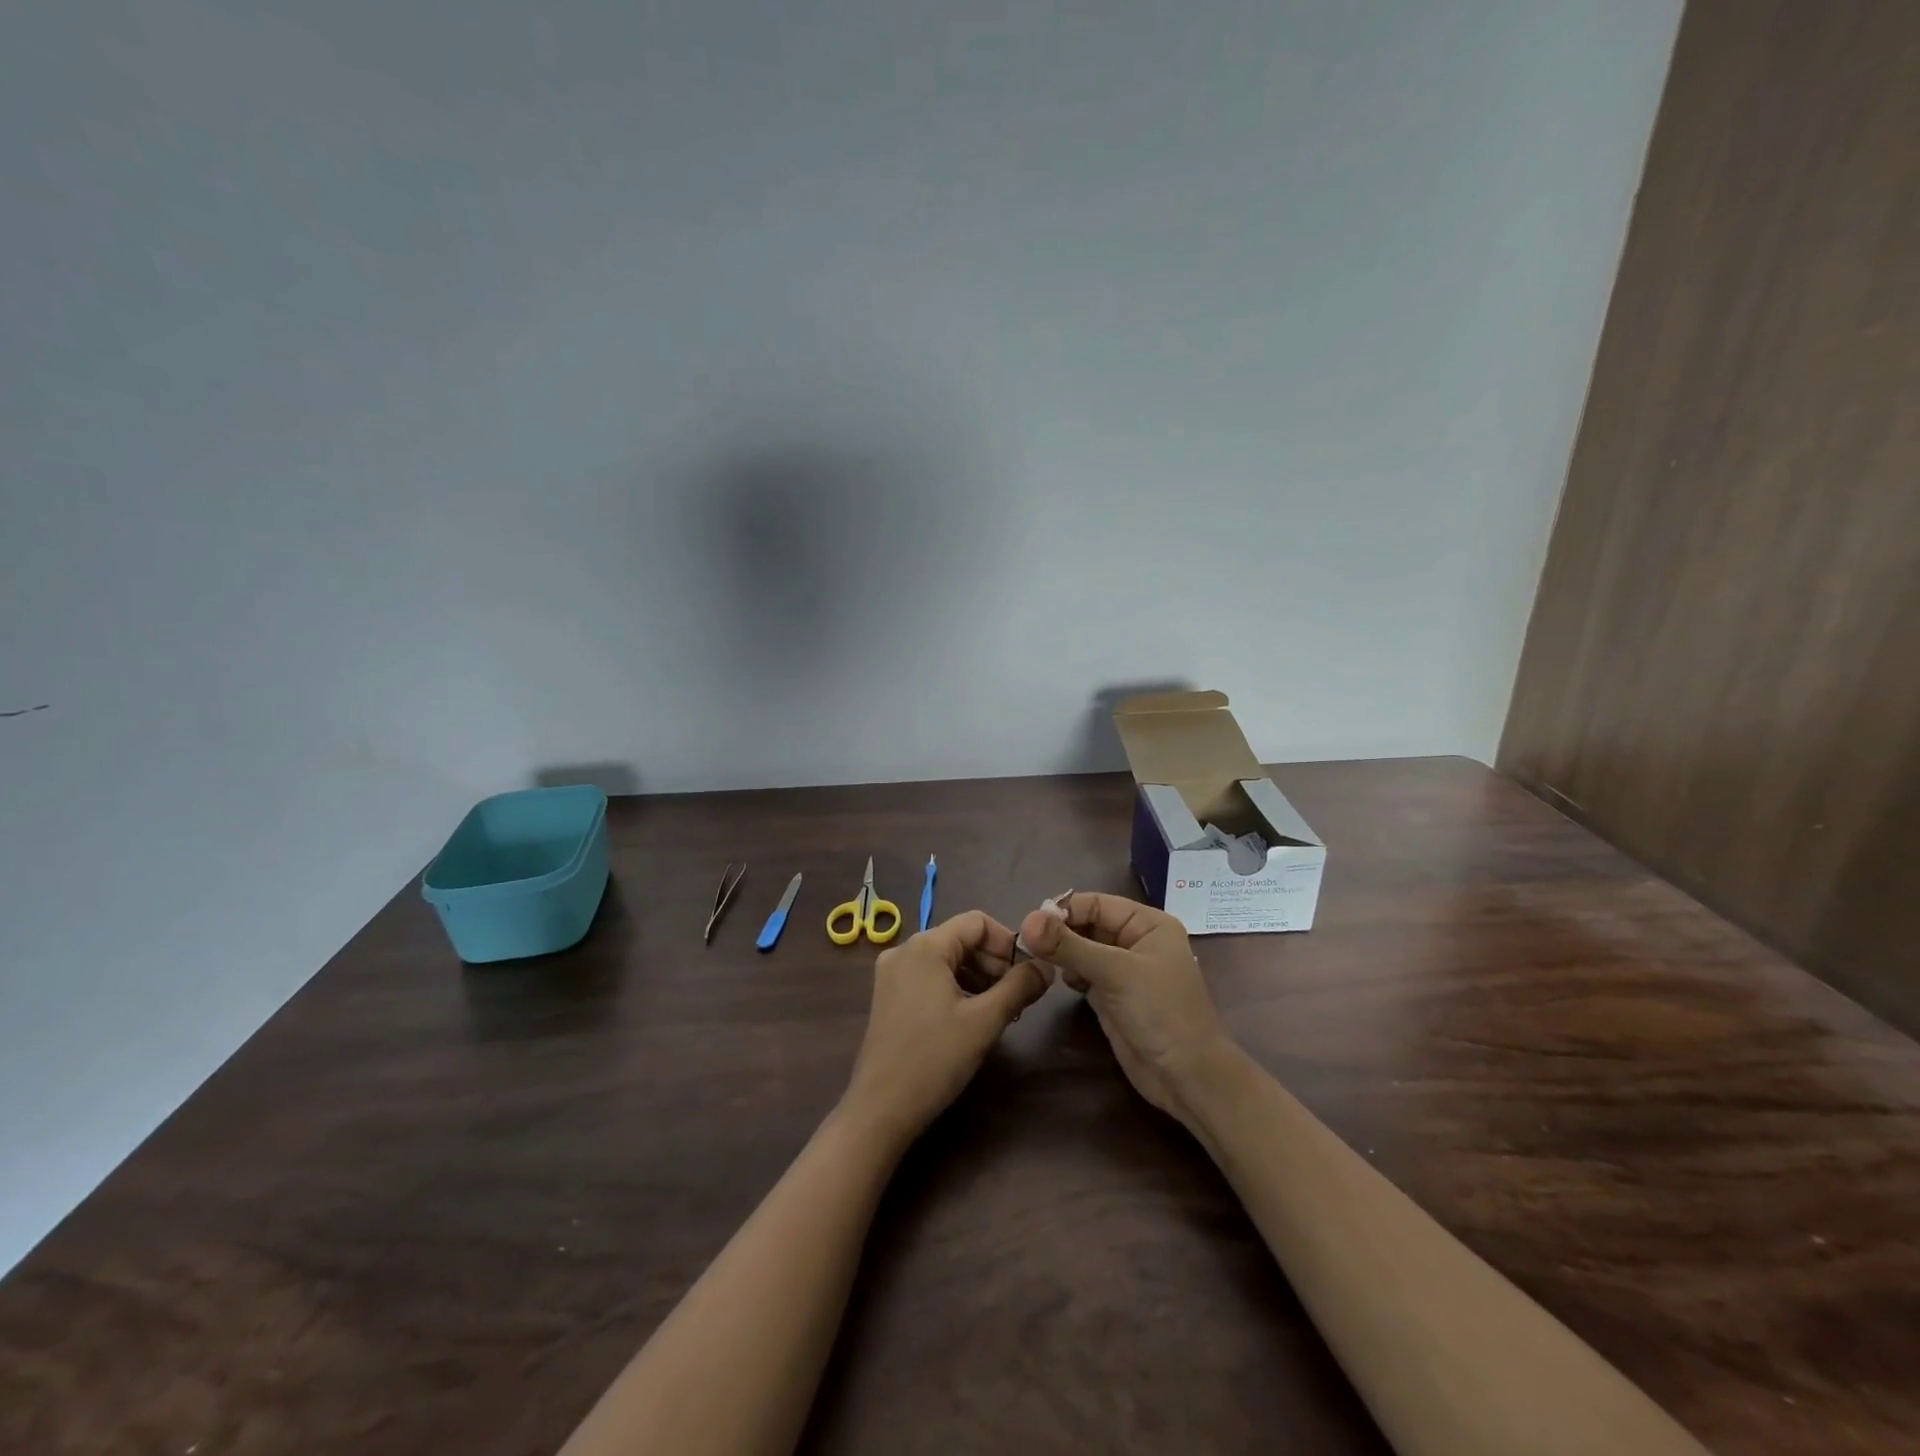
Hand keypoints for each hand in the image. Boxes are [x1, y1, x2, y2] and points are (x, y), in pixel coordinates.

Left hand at [841, 911, 1051, 1147]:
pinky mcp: (888, 996)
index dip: (1008, 942)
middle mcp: (904, 950)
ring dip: (978, 977)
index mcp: (925, 946)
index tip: (1028, 973)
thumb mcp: (985, 1021)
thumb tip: (1046, 966)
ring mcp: (892, 973)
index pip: (977, 922)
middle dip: (994, 963)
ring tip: (1000, 1010)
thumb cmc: (935, 1059)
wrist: (880, 1109)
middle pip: (961, 939)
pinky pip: (931, 976)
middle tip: (1018, 996)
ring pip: (947, 959)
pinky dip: (956, 988)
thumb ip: (1019, 987)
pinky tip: (972, 1017)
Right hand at [1018, 892, 1231, 1131]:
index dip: (1064, 910)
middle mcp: (1136, 941)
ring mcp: (1124, 970)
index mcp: (1148, 924)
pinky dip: (1070, 973)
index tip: (1030, 924)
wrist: (1186, 1077)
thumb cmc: (1160, 1012)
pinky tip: (1062, 981)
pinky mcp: (1113, 996)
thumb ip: (1069, 946)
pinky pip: (1084, 973)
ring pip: (1084, 949)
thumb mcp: (1115, 972)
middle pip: (1088, 924)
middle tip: (1029, 943)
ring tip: (1040, 960)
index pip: (1097, 903)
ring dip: (1062, 952)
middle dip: (1060, 931)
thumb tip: (1027, 921)